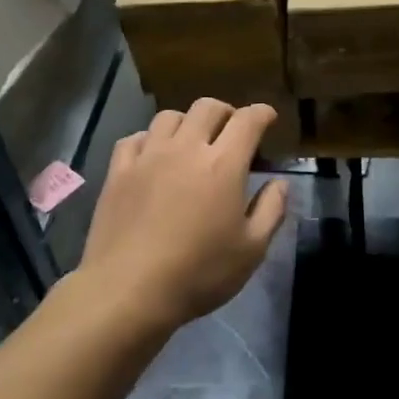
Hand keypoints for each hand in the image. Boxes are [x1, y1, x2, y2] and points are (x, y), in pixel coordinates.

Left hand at [79, 100, 290, 332]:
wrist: (127, 291)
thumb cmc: (198, 273)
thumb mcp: (252, 250)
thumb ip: (271, 210)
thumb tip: (279, 182)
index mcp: (223, 164)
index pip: (248, 120)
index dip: (262, 113)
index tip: (269, 118)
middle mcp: (186, 148)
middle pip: (207, 107)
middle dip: (226, 112)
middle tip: (232, 130)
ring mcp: (148, 157)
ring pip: (169, 116)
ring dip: (187, 122)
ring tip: (191, 141)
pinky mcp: (118, 172)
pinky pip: (135, 138)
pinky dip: (150, 139)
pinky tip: (153, 156)